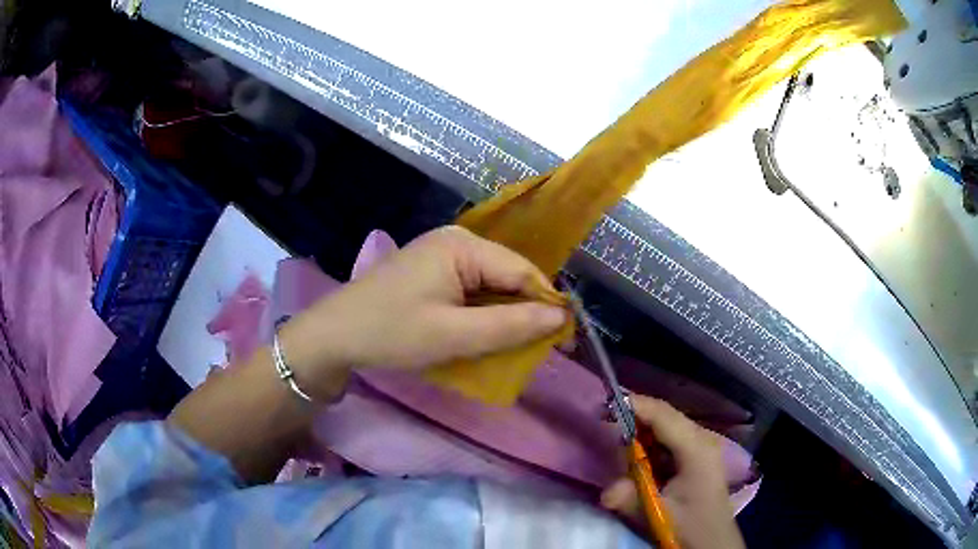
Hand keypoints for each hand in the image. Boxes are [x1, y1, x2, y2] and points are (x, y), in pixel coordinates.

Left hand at [279, 226, 567, 397]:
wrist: (334, 335)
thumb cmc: (392, 332)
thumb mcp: (454, 335)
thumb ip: (510, 325)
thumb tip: (560, 316)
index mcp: (463, 245)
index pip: (522, 271)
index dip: (547, 304)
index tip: (565, 339)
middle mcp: (456, 241)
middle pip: (507, 275)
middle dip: (525, 311)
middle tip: (540, 349)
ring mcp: (441, 254)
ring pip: (491, 285)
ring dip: (504, 315)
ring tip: (516, 346)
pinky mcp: (432, 271)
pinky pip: (471, 289)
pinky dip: (482, 313)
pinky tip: (485, 333)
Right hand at [601, 396, 745, 548]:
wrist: (713, 539)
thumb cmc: (689, 525)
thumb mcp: (658, 514)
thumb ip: (630, 499)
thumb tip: (606, 491)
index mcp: (696, 448)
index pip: (663, 415)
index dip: (635, 405)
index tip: (605, 405)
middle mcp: (702, 438)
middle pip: (665, 415)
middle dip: (636, 415)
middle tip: (606, 419)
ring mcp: (703, 444)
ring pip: (668, 424)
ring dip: (643, 428)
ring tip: (619, 436)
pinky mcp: (699, 453)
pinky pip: (671, 436)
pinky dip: (651, 439)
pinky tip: (639, 453)